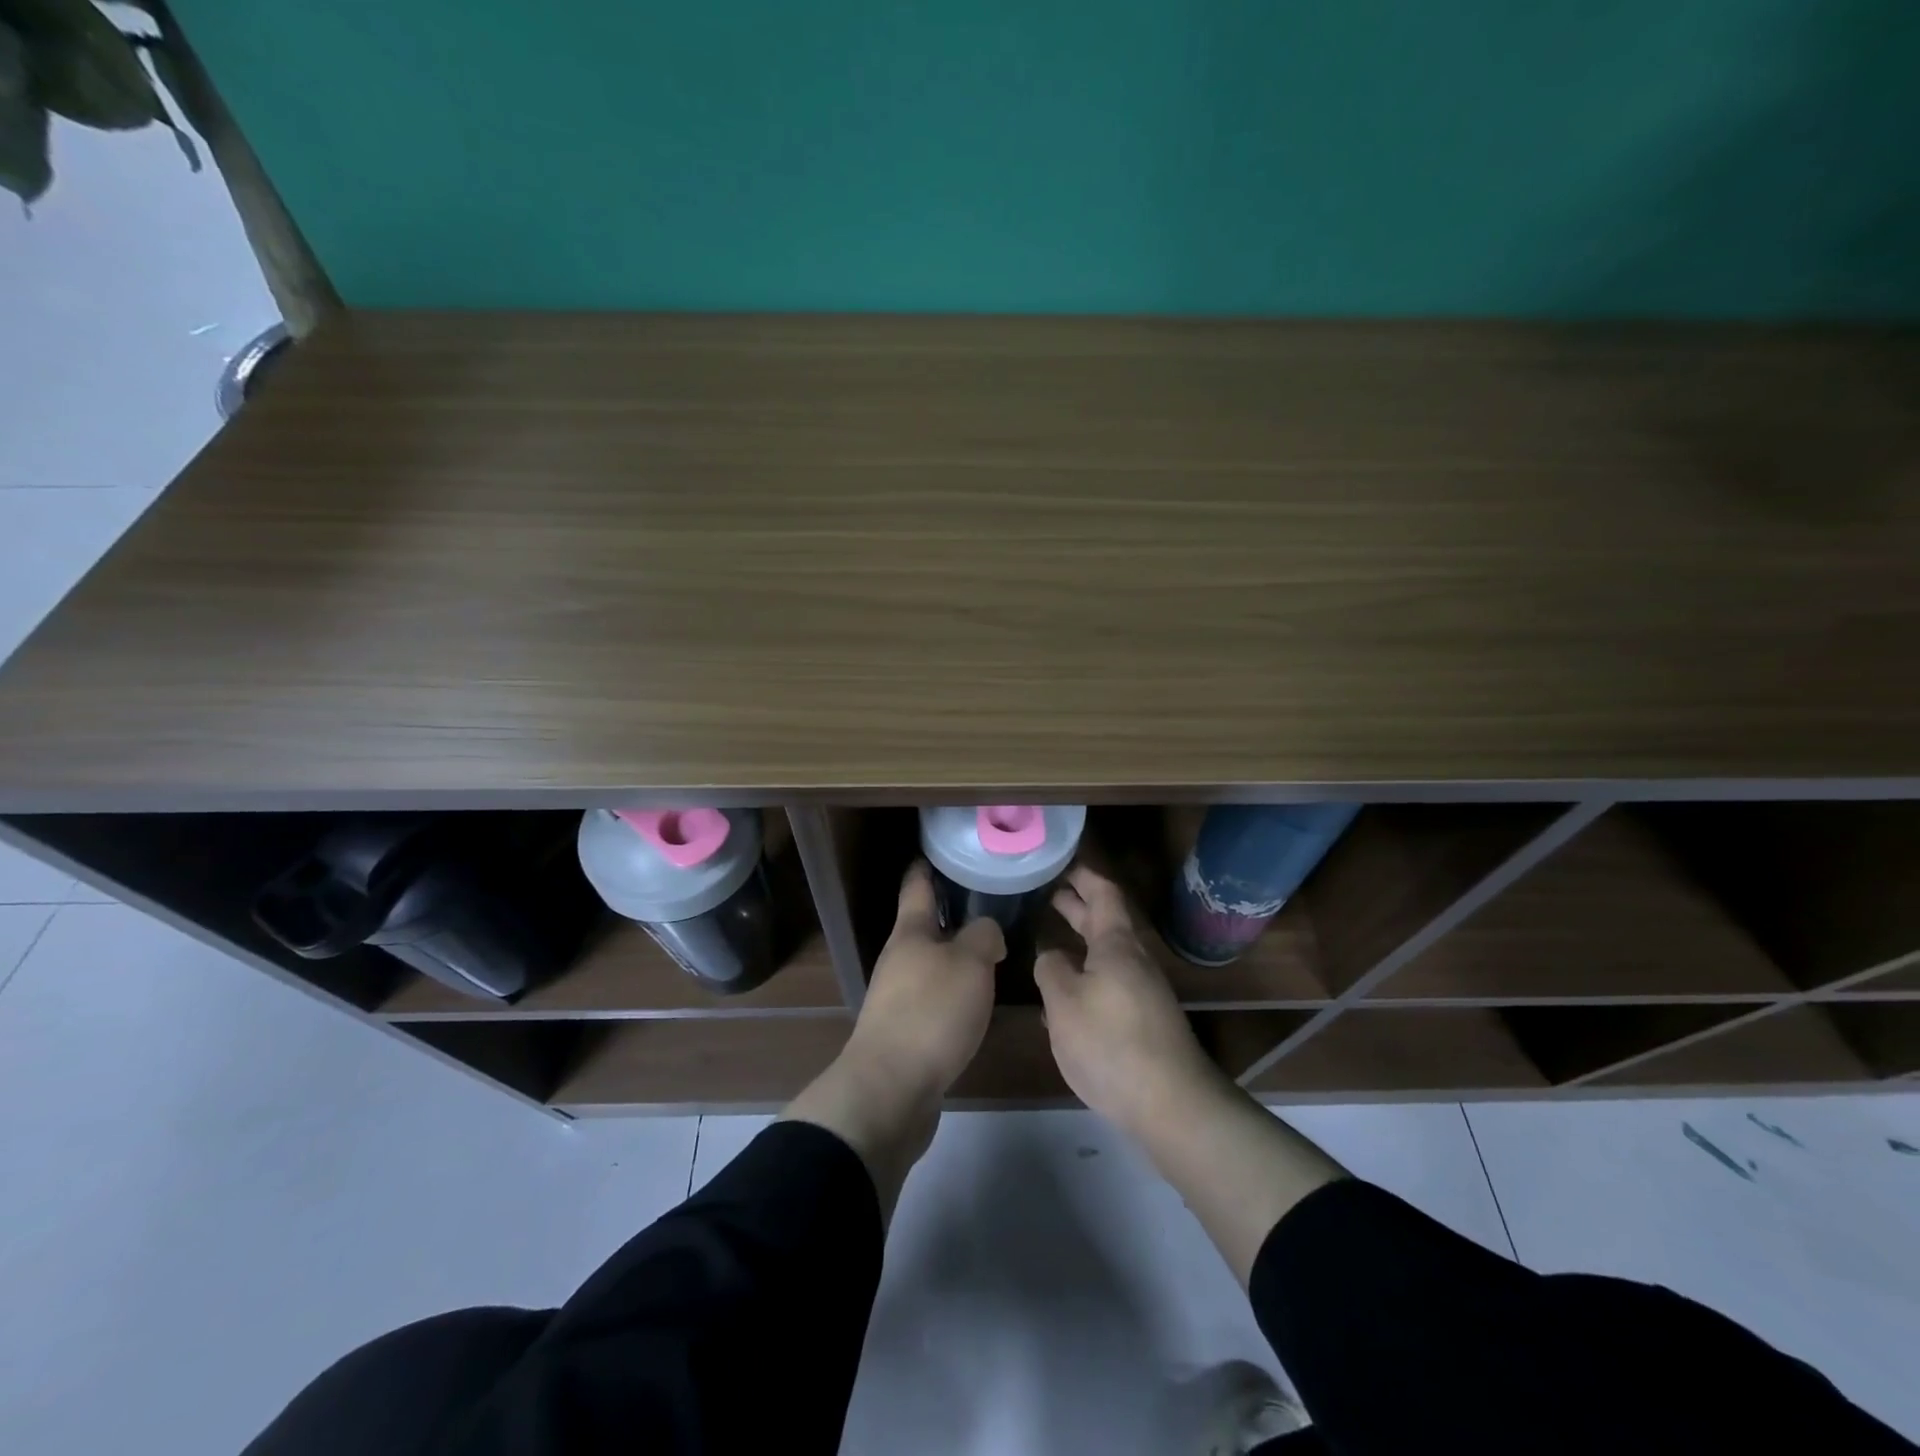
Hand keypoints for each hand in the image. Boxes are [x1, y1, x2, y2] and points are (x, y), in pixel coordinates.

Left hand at [783, 863, 1002, 1215]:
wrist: (891, 1088)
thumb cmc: (931, 1012)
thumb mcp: (970, 963)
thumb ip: (983, 937)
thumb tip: (986, 933)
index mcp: (911, 933)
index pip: (917, 887)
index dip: (927, 867)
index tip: (938, 852)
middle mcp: (899, 960)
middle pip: (924, 927)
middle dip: (950, 915)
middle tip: (986, 905)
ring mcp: (897, 997)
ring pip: (930, 964)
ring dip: (955, 957)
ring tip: (990, 954)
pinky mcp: (905, 1032)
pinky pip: (934, 999)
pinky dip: (954, 992)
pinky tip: (976, 1002)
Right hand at [1035, 865, 1223, 1133]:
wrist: (1171, 1103)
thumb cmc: (1111, 1042)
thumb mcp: (1064, 1002)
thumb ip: (1051, 969)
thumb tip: (1050, 955)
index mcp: (1116, 945)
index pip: (1103, 893)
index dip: (1083, 876)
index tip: (1060, 863)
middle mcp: (1134, 961)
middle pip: (1106, 922)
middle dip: (1078, 907)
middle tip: (1048, 895)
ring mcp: (1142, 991)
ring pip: (1107, 954)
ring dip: (1080, 942)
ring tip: (1049, 942)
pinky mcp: (1143, 1020)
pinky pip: (1110, 982)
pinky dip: (1086, 974)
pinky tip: (1064, 995)